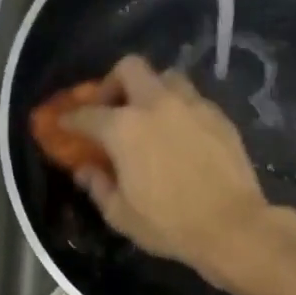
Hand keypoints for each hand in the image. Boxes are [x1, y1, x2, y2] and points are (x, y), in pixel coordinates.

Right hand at [61, 55, 273, 281]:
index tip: (64, 124)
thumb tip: (84, 170)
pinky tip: (180, 134)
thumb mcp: (121, 215)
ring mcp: (192, 106)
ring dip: (152, 90)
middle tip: (113, 107)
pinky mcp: (219, 116)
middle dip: (114, 83)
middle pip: (129, 68)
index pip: (88, 114)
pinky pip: (193, 100)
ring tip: (150, 116)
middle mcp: (156, 105)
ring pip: (166, 77)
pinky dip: (179, 109)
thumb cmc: (169, 225)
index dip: (71, 118)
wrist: (231, 226)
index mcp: (124, 128)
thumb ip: (98, 187)